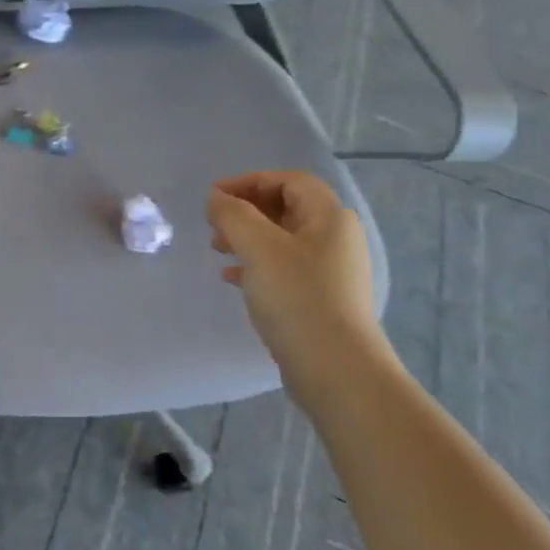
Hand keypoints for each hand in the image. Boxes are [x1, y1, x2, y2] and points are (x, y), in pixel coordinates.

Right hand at [207, 170, 390, 398]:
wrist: (336, 370)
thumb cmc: (298, 298)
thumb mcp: (259, 248)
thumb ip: (233, 215)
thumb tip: (217, 198)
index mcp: (329, 217)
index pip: (289, 180)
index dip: (249, 181)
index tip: (213, 196)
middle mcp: (335, 238)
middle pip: (285, 207)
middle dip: (245, 210)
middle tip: (213, 224)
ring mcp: (329, 271)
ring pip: (281, 239)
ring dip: (246, 237)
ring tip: (217, 249)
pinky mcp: (319, 298)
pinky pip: (282, 268)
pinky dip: (255, 265)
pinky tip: (231, 277)